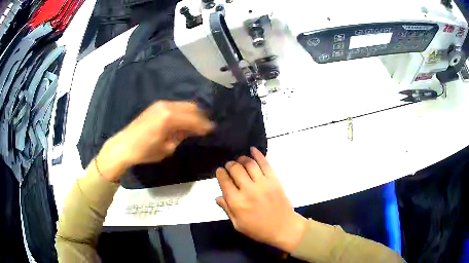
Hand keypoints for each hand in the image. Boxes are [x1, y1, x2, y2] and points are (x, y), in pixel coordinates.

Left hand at [97, 101, 213, 181]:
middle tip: (206, 127)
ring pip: (184, 105)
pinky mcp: (156, 105)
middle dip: (201, 117)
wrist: (124, 145)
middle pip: (192, 107)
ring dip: (192, 113)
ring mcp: (161, 104)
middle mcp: (167, 106)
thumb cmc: (145, 151)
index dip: (205, 125)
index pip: (194, 119)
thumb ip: (181, 136)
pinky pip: (176, 105)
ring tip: (196, 124)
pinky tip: (183, 120)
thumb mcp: (167, 148)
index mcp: (170, 118)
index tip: (213, 130)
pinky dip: (183, 111)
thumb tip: (190, 130)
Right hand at [215, 147, 306, 252]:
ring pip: (249, 164)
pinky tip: (253, 150)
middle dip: (229, 165)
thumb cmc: (258, 229)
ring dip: (242, 159)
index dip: (220, 173)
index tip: (219, 171)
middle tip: (229, 166)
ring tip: (239, 160)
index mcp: (237, 202)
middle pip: (235, 169)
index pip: (224, 182)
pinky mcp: (274, 180)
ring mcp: (263, 183)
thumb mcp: (238, 224)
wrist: (284, 228)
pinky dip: (258, 154)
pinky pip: (265, 164)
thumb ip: (227, 209)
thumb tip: (217, 197)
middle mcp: (248, 190)